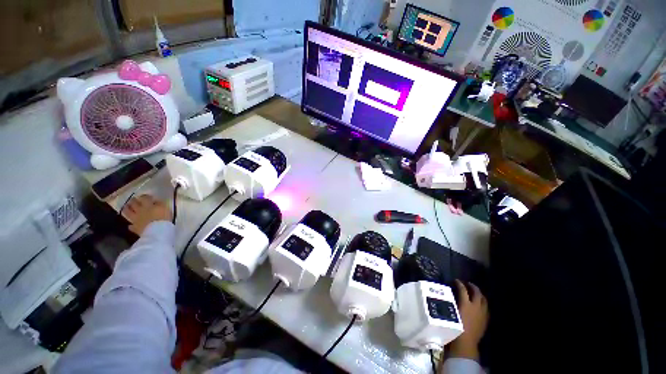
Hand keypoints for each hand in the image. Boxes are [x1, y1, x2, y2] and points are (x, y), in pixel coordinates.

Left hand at [121, 195, 171, 235]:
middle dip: (133, 201)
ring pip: (128, 213)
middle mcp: (140, 210)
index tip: (147, 196)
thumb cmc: (164, 218)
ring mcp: (136, 219)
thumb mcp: (165, 208)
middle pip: (134, 204)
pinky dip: (131, 225)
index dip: (145, 196)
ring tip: (126, 208)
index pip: (145, 198)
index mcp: (148, 205)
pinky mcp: (135, 228)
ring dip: (126, 209)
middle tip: (133, 200)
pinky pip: (131, 226)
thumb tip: (156, 201)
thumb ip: (160, 204)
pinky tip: (131, 225)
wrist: (157, 231)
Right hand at [449, 280, 488, 359]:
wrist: (466, 342)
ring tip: (475, 293)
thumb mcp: (451, 312)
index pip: (463, 289)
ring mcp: (482, 313)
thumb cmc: (455, 326)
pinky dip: (482, 303)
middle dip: (472, 286)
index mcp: (466, 303)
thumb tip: (449, 295)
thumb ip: (452, 302)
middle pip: (476, 292)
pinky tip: (479, 305)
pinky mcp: (485, 320)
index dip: (459, 283)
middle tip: (467, 284)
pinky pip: (486, 308)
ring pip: (483, 300)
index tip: (456, 280)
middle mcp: (476, 306)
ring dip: (479, 294)